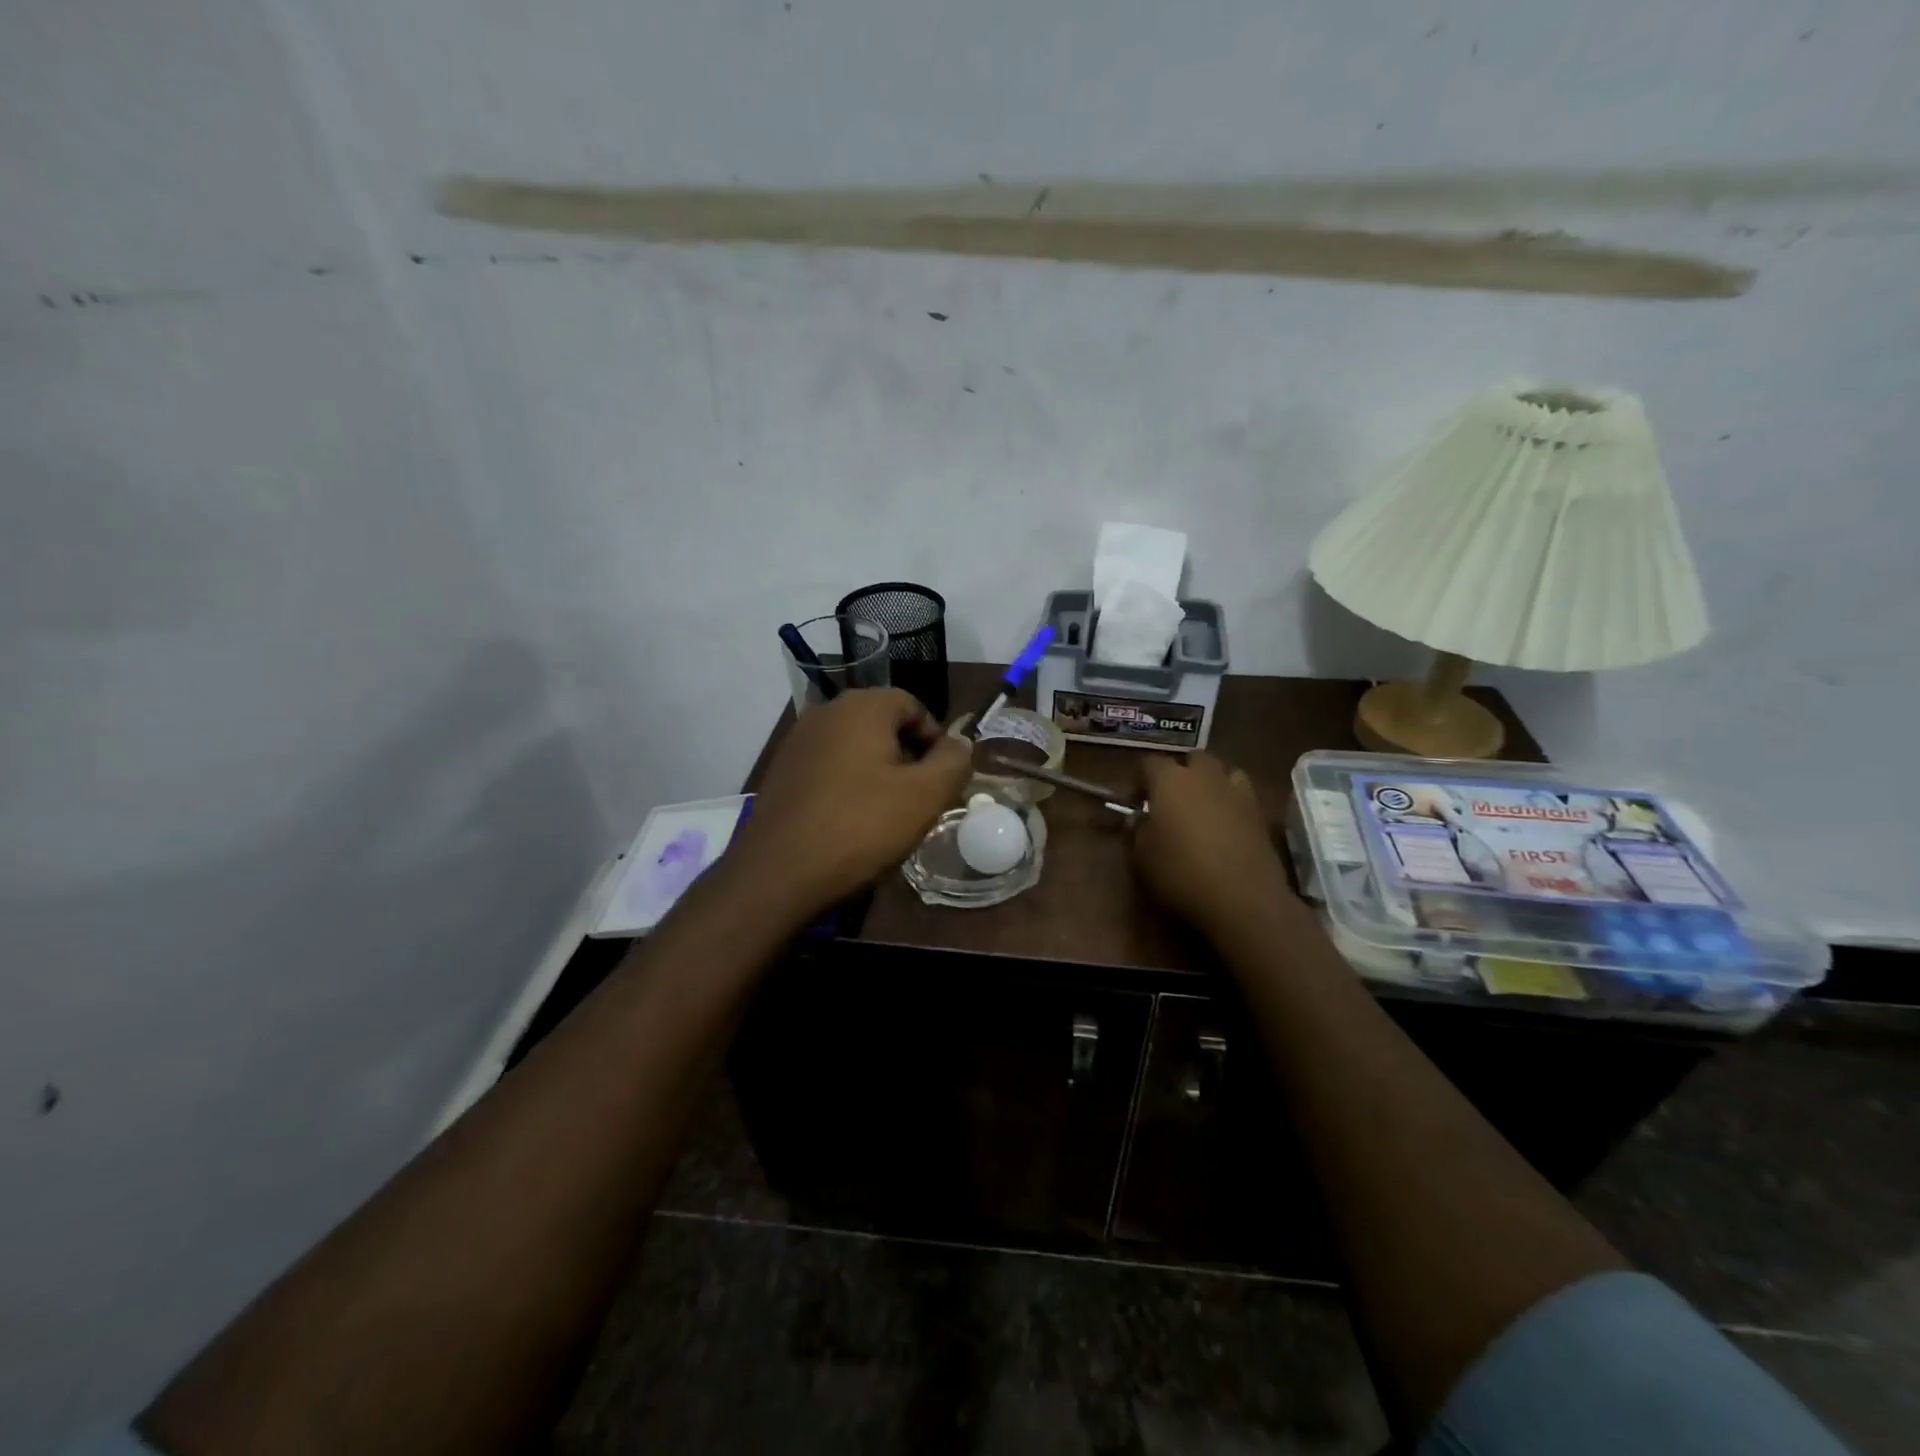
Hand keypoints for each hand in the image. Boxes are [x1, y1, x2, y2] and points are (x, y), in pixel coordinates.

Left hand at [731, 688, 972, 916]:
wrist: (777, 873)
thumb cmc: (860, 828)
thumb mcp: (924, 796)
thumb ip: (953, 761)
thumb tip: (960, 742)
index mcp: (862, 706)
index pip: (913, 705)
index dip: (936, 739)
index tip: (943, 778)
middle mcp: (826, 712)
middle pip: (882, 723)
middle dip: (908, 755)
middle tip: (920, 798)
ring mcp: (798, 741)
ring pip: (855, 746)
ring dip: (878, 771)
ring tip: (888, 813)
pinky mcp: (782, 770)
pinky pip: (829, 766)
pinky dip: (848, 784)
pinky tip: (851, 820)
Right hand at [1132, 753, 1297, 931]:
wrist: (1242, 897)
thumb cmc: (1181, 872)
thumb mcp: (1142, 856)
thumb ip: (1138, 830)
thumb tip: (1141, 820)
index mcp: (1169, 780)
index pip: (1149, 763)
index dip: (1140, 780)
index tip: (1135, 801)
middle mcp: (1204, 776)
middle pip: (1192, 758)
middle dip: (1180, 772)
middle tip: (1171, 800)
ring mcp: (1237, 792)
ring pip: (1223, 772)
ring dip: (1211, 782)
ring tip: (1203, 806)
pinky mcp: (1260, 813)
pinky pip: (1242, 795)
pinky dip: (1233, 802)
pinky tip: (1227, 824)